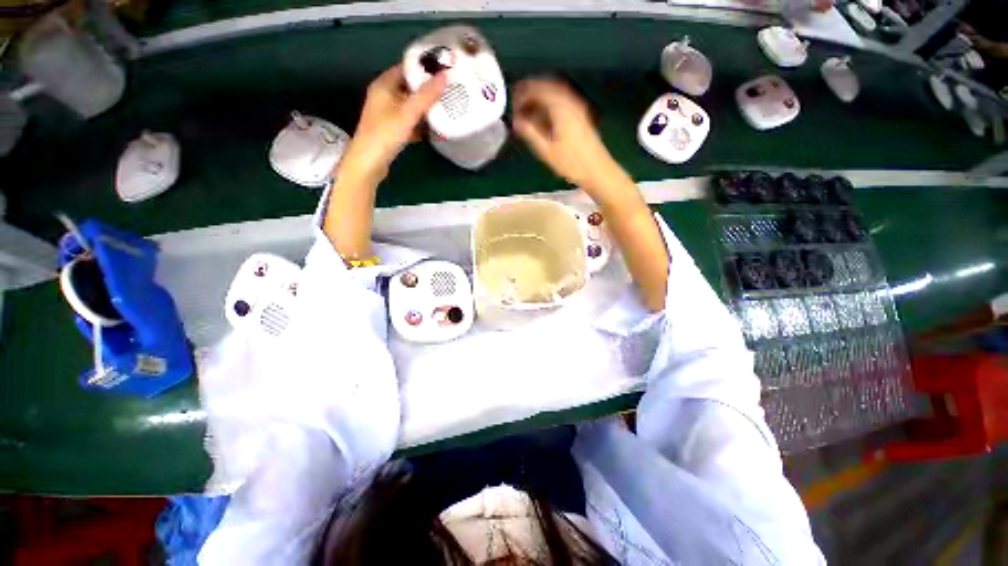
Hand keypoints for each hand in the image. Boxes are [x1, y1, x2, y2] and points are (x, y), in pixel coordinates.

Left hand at [338, 65, 446, 183]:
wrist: (369, 163)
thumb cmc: (386, 134)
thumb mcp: (408, 112)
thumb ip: (427, 95)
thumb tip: (445, 75)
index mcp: (384, 85)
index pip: (406, 68)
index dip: (423, 68)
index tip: (443, 70)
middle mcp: (385, 96)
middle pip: (410, 88)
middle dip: (428, 90)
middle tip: (449, 90)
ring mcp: (388, 114)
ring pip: (411, 107)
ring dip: (426, 109)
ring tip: (446, 108)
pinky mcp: (393, 130)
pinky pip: (411, 122)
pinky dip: (421, 124)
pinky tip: (435, 130)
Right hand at [512, 78, 623, 193]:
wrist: (596, 170)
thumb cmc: (572, 163)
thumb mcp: (547, 151)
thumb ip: (531, 134)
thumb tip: (517, 123)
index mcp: (562, 109)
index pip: (539, 90)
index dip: (524, 93)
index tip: (514, 100)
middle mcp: (571, 103)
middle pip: (548, 87)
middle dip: (531, 91)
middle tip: (518, 99)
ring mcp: (578, 108)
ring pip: (556, 93)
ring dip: (541, 96)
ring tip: (528, 107)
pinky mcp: (581, 116)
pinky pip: (563, 100)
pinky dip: (550, 102)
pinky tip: (544, 114)